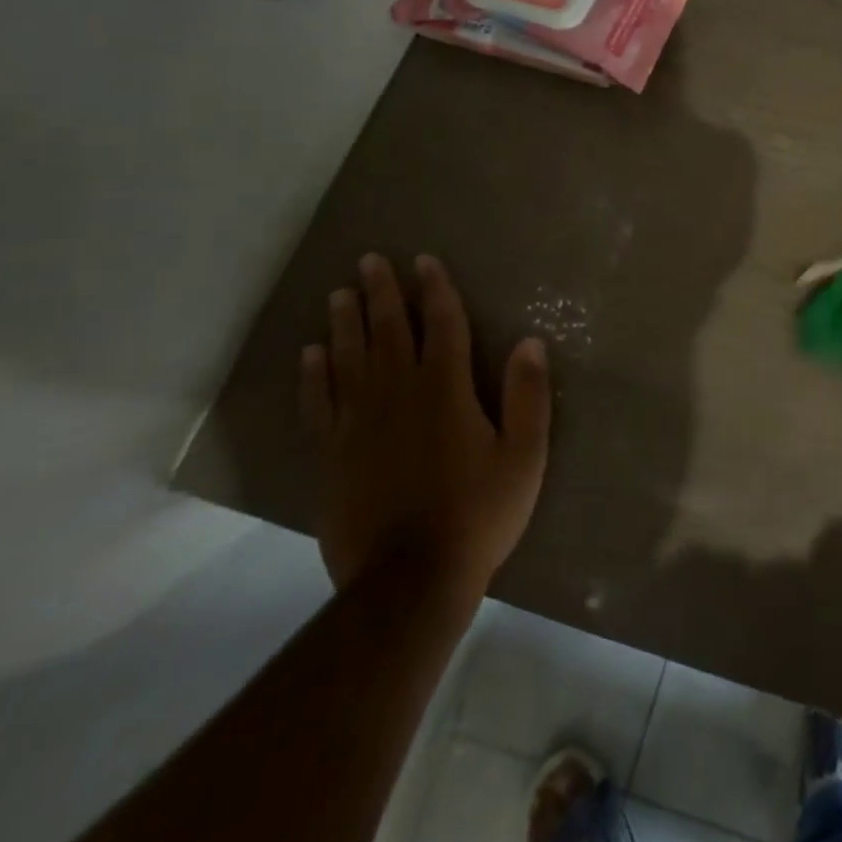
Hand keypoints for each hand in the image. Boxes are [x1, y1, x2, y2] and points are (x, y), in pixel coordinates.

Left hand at [301, 253, 550, 593]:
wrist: (409, 581)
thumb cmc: (478, 513)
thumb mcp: (524, 455)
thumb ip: (528, 396)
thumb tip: (529, 342)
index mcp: (445, 389)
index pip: (441, 325)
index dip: (435, 290)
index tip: (424, 261)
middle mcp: (398, 394)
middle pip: (388, 331)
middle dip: (382, 293)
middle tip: (370, 260)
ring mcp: (359, 424)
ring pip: (349, 359)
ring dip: (345, 323)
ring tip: (339, 293)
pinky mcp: (333, 455)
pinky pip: (321, 402)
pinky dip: (315, 375)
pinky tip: (311, 354)